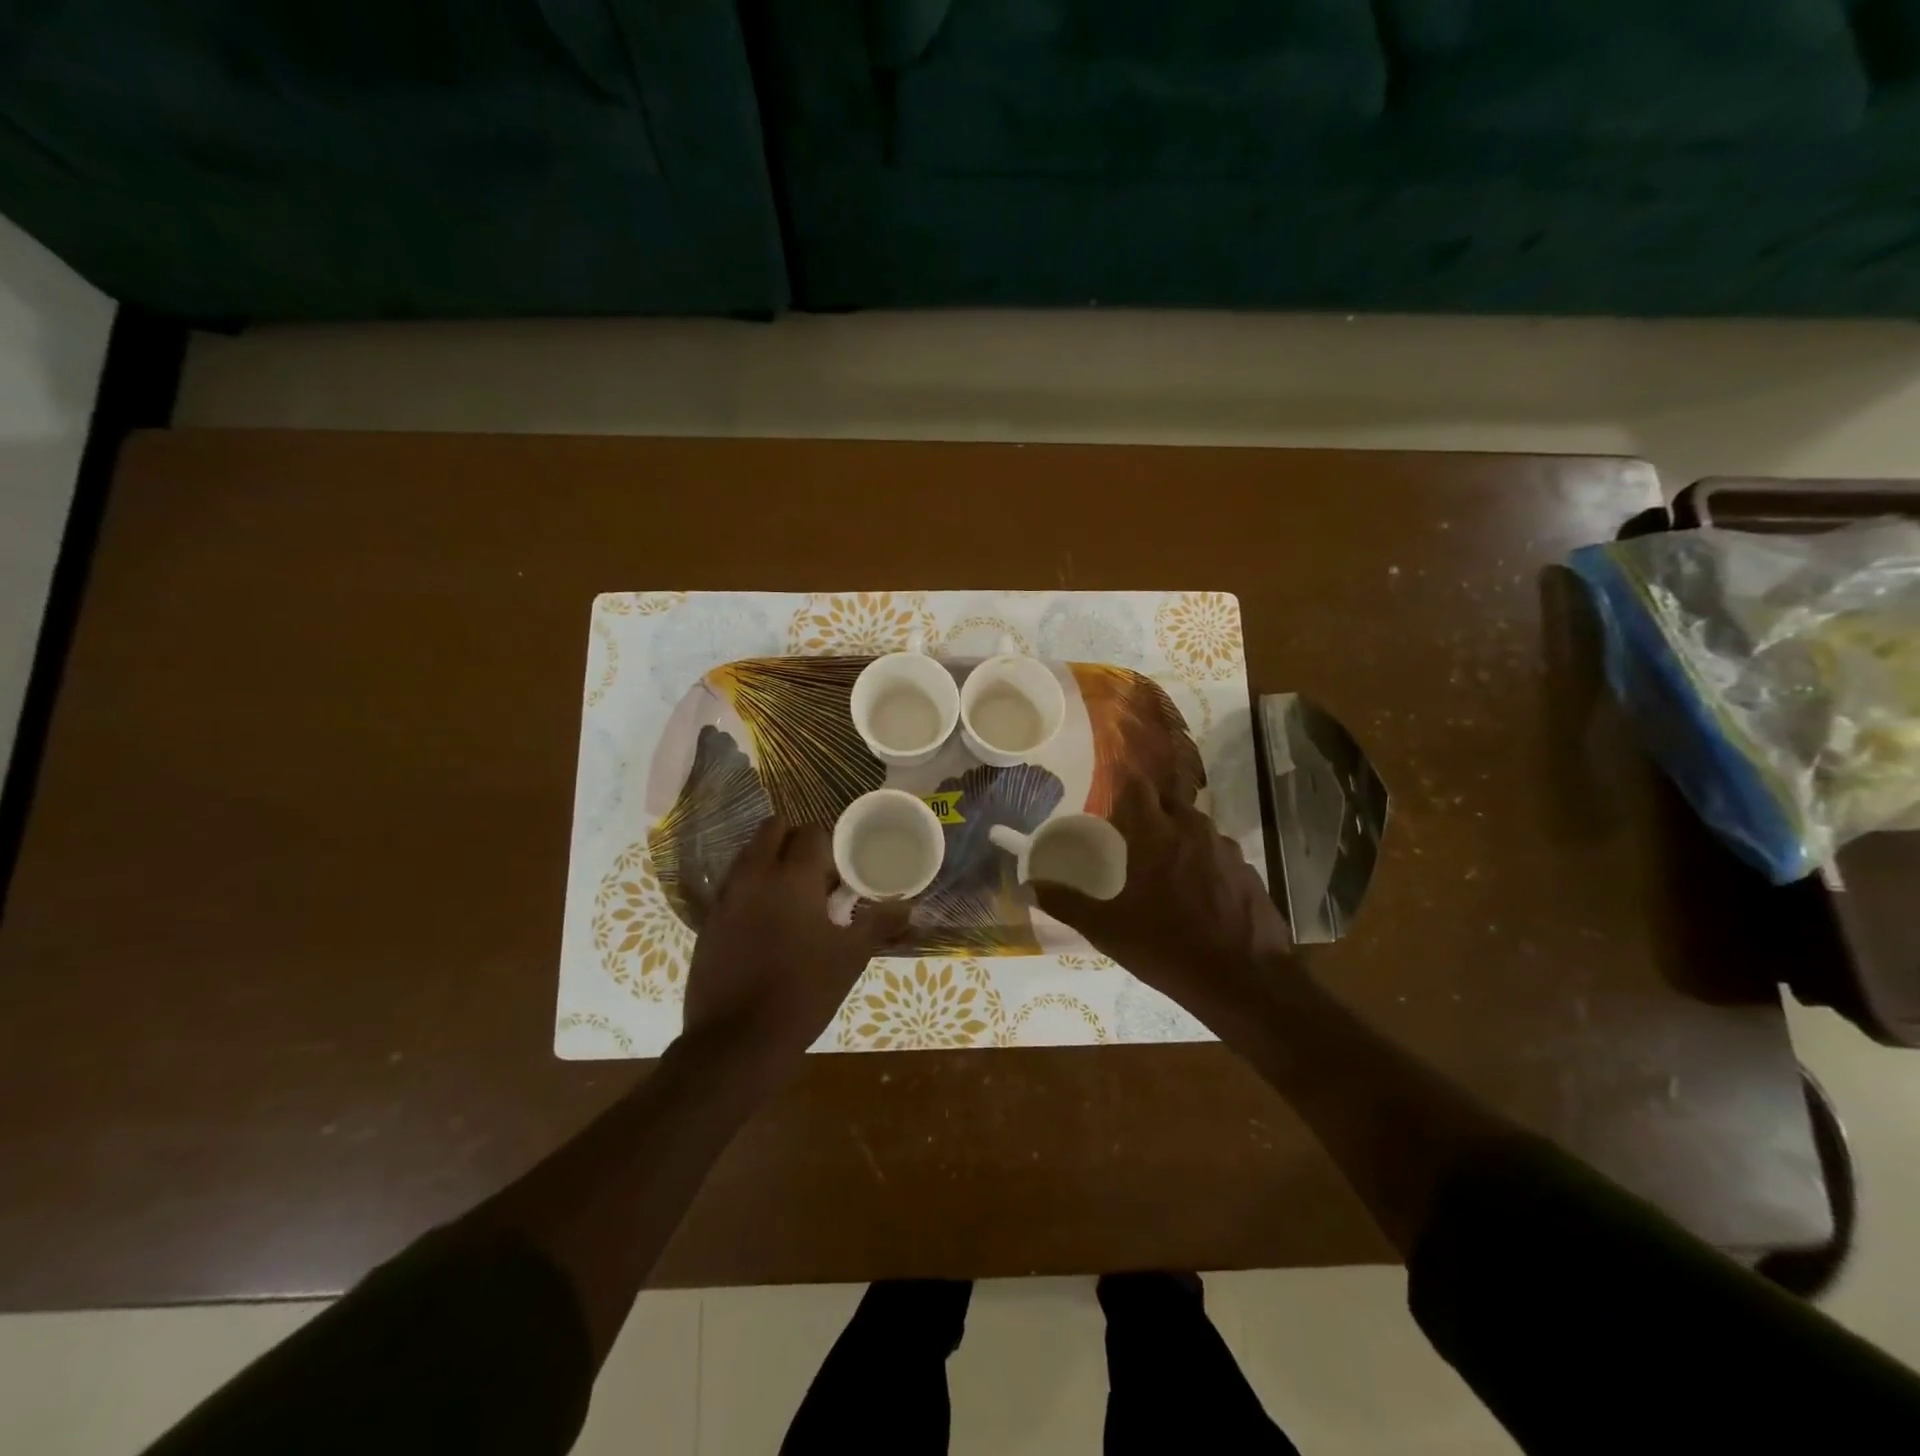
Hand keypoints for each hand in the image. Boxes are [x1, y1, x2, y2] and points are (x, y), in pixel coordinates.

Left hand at [680, 817, 910, 1077]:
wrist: (737, 1042)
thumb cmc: (803, 992)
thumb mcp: (850, 957)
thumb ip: (879, 922)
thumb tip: (909, 905)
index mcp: (792, 877)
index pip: (812, 832)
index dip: (831, 847)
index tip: (841, 876)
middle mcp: (754, 875)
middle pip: (773, 829)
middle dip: (795, 842)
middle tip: (815, 877)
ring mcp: (726, 897)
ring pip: (749, 854)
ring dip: (771, 861)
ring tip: (792, 900)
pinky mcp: (708, 921)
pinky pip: (733, 885)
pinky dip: (751, 889)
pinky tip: (766, 925)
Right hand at [1034, 779, 1295, 1040]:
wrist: (1245, 981)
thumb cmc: (1167, 948)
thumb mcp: (1108, 930)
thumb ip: (1066, 904)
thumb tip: (1028, 889)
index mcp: (1157, 834)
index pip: (1138, 786)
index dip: (1123, 788)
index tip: (1111, 806)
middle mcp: (1194, 829)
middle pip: (1168, 802)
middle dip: (1150, 812)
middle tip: (1132, 839)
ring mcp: (1227, 849)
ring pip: (1196, 827)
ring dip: (1178, 836)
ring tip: (1164, 868)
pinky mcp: (1249, 871)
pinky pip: (1218, 854)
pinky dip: (1204, 862)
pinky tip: (1198, 895)